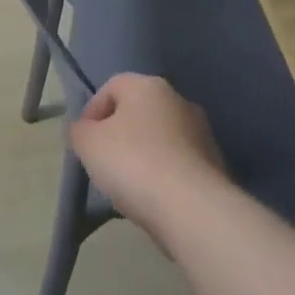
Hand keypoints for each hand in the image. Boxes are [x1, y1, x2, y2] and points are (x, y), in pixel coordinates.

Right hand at [70, 73, 226, 237]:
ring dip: (142, 155)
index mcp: (148, 86)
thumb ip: (79, 130)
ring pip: (159, 138)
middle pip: (138, 112)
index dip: (92, 111)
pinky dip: (163, 175)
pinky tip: (153, 197)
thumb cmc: (133, 162)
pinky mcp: (215, 164)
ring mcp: (202, 132)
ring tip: (127, 185)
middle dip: (118, 134)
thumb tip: (85, 129)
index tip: (84, 141)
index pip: (112, 87)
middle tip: (103, 162)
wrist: (192, 208)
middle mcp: (179, 100)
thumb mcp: (88, 143)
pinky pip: (177, 163)